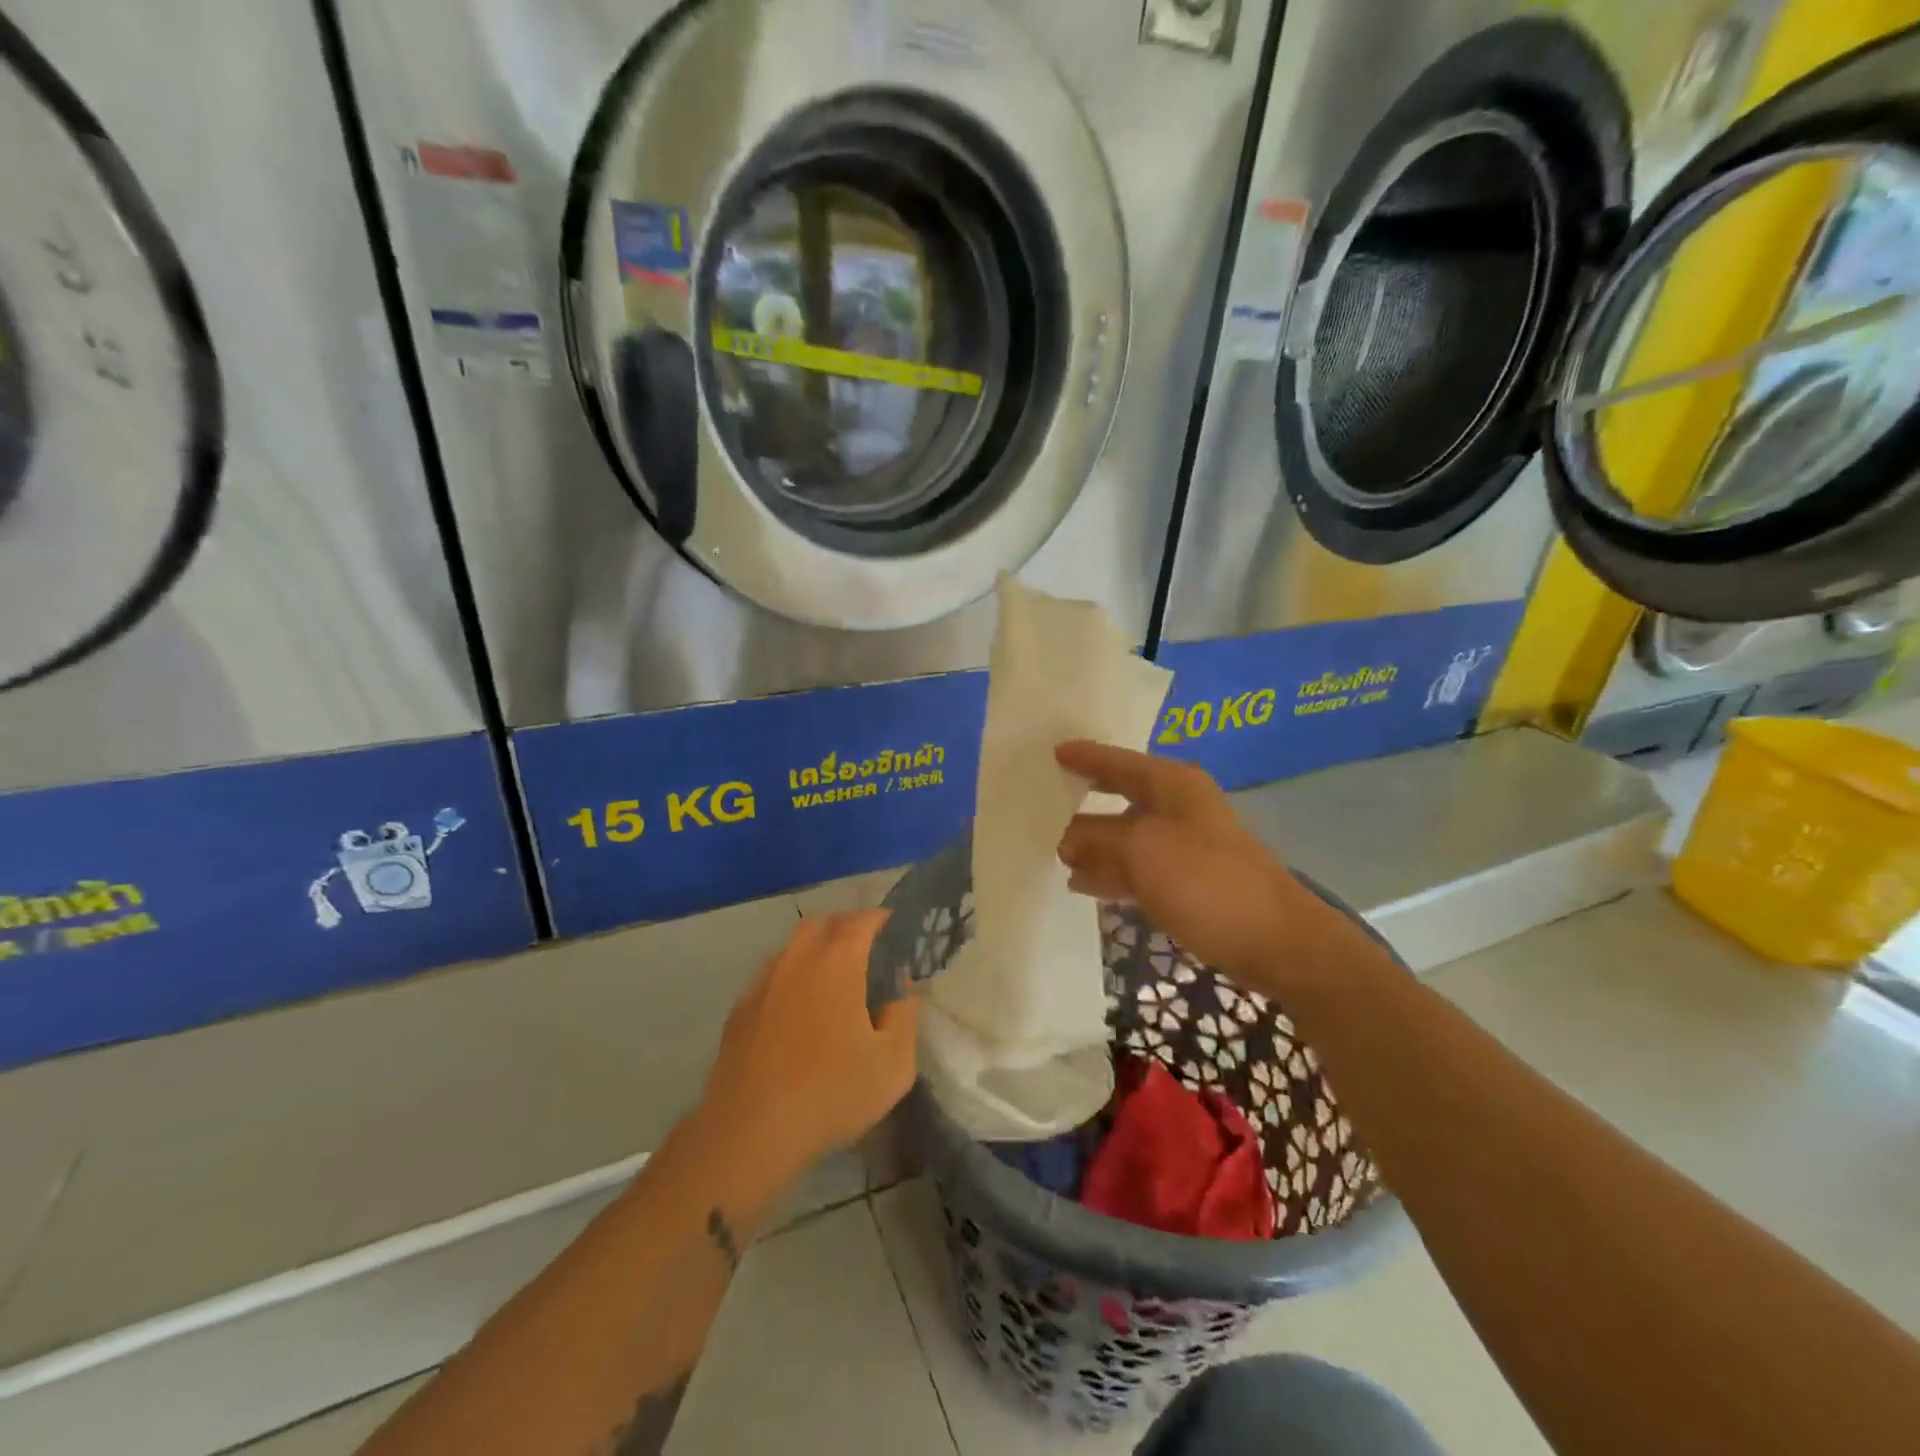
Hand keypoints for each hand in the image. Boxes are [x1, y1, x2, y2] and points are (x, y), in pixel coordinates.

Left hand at [698, 912, 916, 1183]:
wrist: (748, 1131)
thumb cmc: (830, 1093)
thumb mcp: (893, 1064)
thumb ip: (905, 1016)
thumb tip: (902, 989)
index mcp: (838, 961)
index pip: (863, 920)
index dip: (882, 919)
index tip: (896, 930)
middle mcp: (798, 958)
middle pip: (825, 923)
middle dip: (849, 927)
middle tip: (869, 951)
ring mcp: (764, 980)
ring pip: (794, 946)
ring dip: (817, 949)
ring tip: (835, 977)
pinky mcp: (740, 1008)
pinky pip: (773, 974)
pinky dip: (792, 976)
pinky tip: (799, 1008)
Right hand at [1056, 742, 1361, 992]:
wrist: (1275, 941)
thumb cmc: (1206, 880)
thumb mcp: (1141, 850)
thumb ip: (1097, 838)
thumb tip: (1067, 837)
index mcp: (1173, 785)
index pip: (1119, 762)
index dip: (1086, 757)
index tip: (1053, 753)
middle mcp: (1178, 808)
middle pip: (1121, 797)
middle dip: (1084, 803)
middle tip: (1043, 804)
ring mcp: (1184, 846)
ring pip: (1126, 837)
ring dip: (1093, 845)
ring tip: (1053, 853)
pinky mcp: (1188, 882)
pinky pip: (1138, 868)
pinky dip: (1111, 873)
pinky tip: (1083, 883)